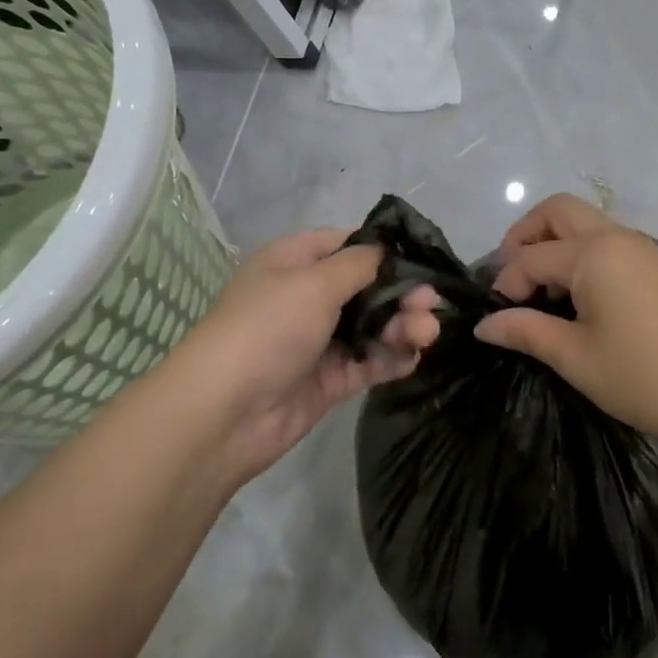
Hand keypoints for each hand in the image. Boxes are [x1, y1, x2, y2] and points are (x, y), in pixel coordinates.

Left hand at [158, 228, 440, 484]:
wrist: (226, 412)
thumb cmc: (268, 328)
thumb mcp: (314, 282)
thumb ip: (359, 264)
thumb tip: (386, 251)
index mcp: (294, 262)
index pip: (347, 245)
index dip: (384, 250)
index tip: (421, 259)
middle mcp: (307, 297)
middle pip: (367, 288)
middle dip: (402, 293)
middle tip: (431, 304)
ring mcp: (318, 340)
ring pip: (372, 326)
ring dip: (402, 327)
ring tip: (426, 334)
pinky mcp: (329, 379)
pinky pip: (368, 362)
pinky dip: (391, 358)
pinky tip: (412, 358)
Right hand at [475, 194, 657, 450]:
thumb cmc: (644, 377)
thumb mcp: (575, 357)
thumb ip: (525, 331)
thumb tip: (484, 325)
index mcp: (593, 253)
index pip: (530, 257)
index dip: (505, 285)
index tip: (497, 319)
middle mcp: (616, 237)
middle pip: (557, 211)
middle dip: (524, 236)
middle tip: (512, 280)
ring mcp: (642, 249)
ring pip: (584, 223)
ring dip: (553, 245)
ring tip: (543, 294)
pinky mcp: (657, 267)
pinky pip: (606, 242)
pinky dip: (580, 256)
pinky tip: (578, 301)